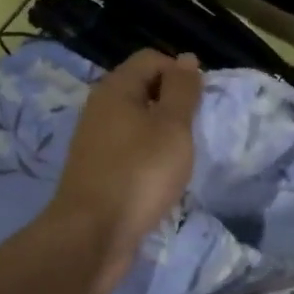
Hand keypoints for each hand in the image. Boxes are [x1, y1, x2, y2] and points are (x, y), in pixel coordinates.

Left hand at [43, 49, 201, 293]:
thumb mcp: (172, 127)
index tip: (201, 103)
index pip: (151, 59)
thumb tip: (186, 58)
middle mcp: (100, 109)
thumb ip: (182, 91)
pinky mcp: (97, 172)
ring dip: (162, 135)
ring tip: (183, 157)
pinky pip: (130, 152)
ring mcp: (95, 142)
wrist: (92, 235)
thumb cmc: (139, 174)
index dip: (180, 72)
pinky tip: (162, 179)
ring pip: (137, 124)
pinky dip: (148, 159)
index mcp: (115, 89)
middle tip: (196, 130)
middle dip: (173, 104)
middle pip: (143, 90)